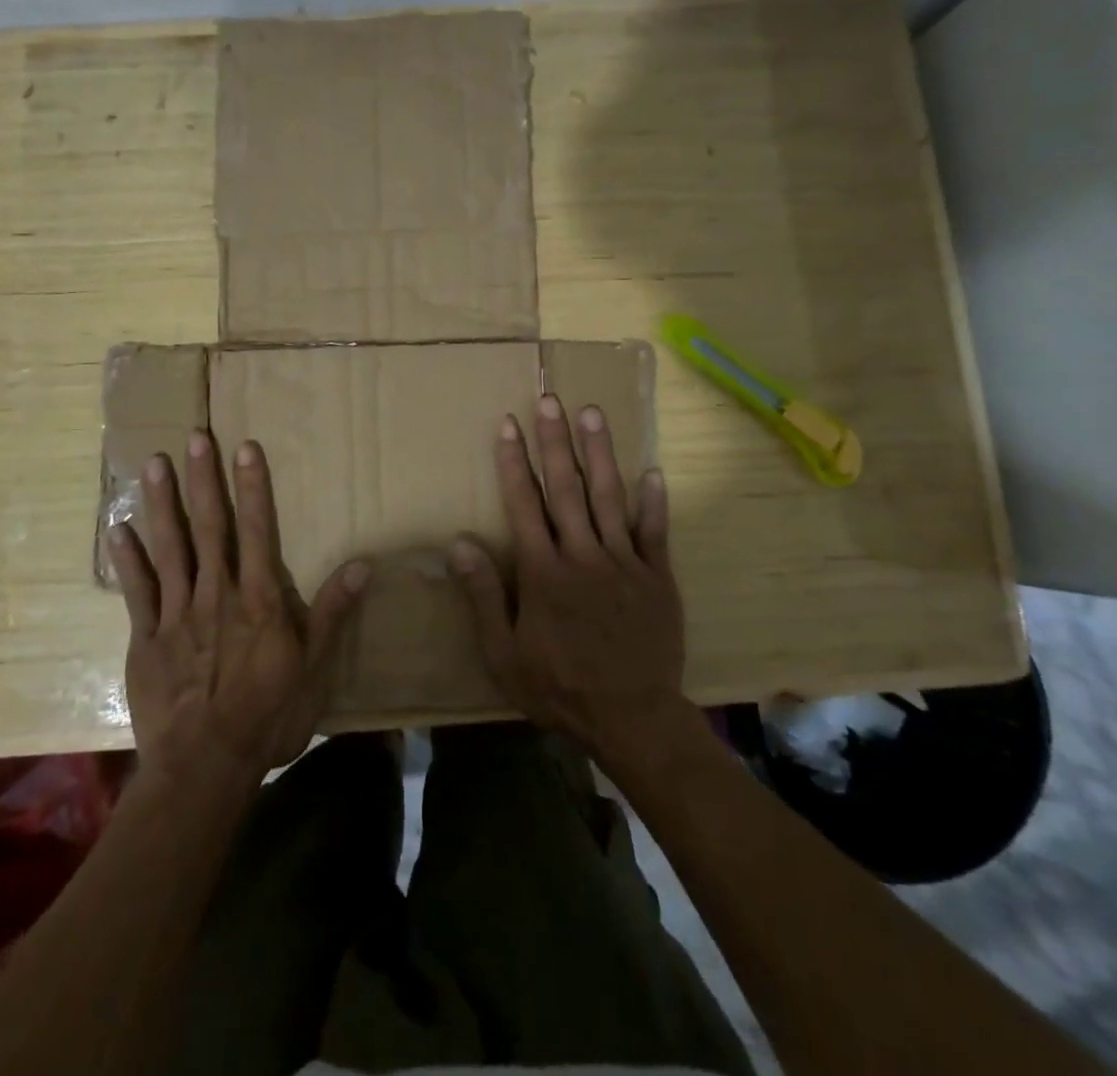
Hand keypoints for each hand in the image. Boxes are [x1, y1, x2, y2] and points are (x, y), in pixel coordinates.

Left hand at [106, 431, 367, 787]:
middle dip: (203, 480)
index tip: (244, 447)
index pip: (257, 529)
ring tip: (154, 464)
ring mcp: (177, 614)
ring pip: (169, 547)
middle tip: (194, 437)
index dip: (252, 486)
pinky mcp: (147, 638)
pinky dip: (128, 559)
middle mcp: (216, 594)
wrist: (204, 766)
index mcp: (258, 599)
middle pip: (209, 527)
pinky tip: (118, 529)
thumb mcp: (314, 668)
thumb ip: (333, 612)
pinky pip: (137, 590)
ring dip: (161, 503)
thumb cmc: (267, 716)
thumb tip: (363, 563)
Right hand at [448, 395, 686, 758]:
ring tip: (592, 413)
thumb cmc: (559, 687)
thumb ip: (483, 595)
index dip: (514, 462)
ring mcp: (624, 563)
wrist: (632, 717)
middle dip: (555, 441)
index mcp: (544, 572)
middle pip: (566, 487)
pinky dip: (652, 501)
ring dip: (599, 453)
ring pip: (609, 497)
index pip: (524, 503)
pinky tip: (651, 471)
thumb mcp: (504, 653)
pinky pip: (654, 531)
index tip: (508, 425)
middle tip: (550, 400)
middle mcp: (583, 555)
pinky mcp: (657, 577)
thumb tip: (459, 543)